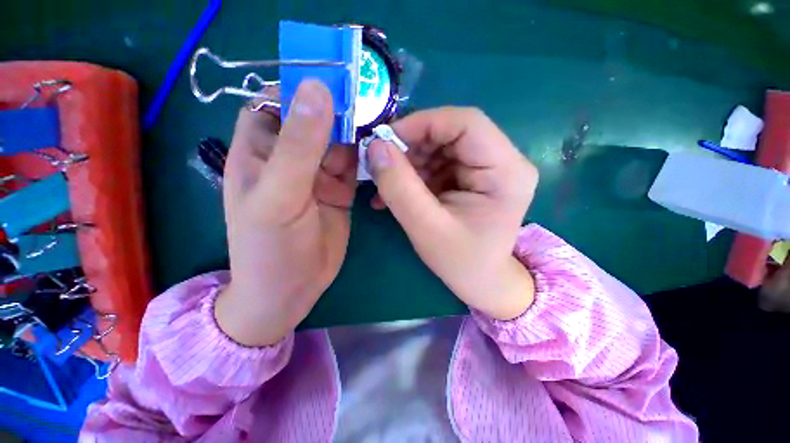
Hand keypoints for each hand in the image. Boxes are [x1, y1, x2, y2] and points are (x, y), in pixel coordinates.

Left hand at [215, 80, 356, 345]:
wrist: (291, 290)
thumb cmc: (271, 248)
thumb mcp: (280, 196)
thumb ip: (299, 146)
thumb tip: (317, 90)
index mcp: (260, 150)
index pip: (276, 101)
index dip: (303, 86)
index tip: (337, 78)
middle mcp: (289, 157)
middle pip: (316, 119)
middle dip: (341, 109)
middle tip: (372, 101)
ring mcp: (318, 174)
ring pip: (340, 141)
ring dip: (358, 133)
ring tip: (382, 126)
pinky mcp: (340, 190)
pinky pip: (354, 164)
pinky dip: (367, 156)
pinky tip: (381, 153)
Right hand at [368, 108, 537, 319]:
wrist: (482, 281)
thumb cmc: (462, 262)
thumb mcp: (426, 228)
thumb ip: (399, 187)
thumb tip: (375, 147)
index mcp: (506, 171)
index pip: (466, 123)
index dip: (422, 123)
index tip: (385, 140)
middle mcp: (503, 161)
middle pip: (451, 132)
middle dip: (411, 146)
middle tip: (382, 164)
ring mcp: (487, 167)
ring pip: (440, 146)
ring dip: (409, 162)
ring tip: (387, 186)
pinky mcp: (471, 176)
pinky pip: (438, 162)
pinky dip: (414, 173)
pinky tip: (397, 191)